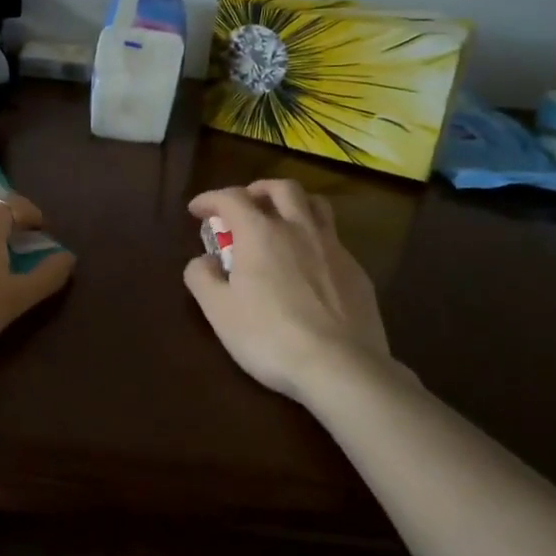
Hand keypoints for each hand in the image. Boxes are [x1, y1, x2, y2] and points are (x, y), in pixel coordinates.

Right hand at [183, 180, 391, 401]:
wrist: (341, 367)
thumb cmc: (270, 336)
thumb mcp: (219, 311)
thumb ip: (202, 278)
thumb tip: (203, 261)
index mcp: (260, 233)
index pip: (232, 198)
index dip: (210, 199)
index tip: (197, 210)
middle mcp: (299, 230)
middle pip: (282, 188)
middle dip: (258, 190)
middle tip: (245, 205)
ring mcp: (334, 249)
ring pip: (316, 206)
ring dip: (294, 204)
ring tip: (282, 220)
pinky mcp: (358, 272)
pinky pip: (334, 240)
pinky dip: (315, 239)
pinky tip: (309, 265)